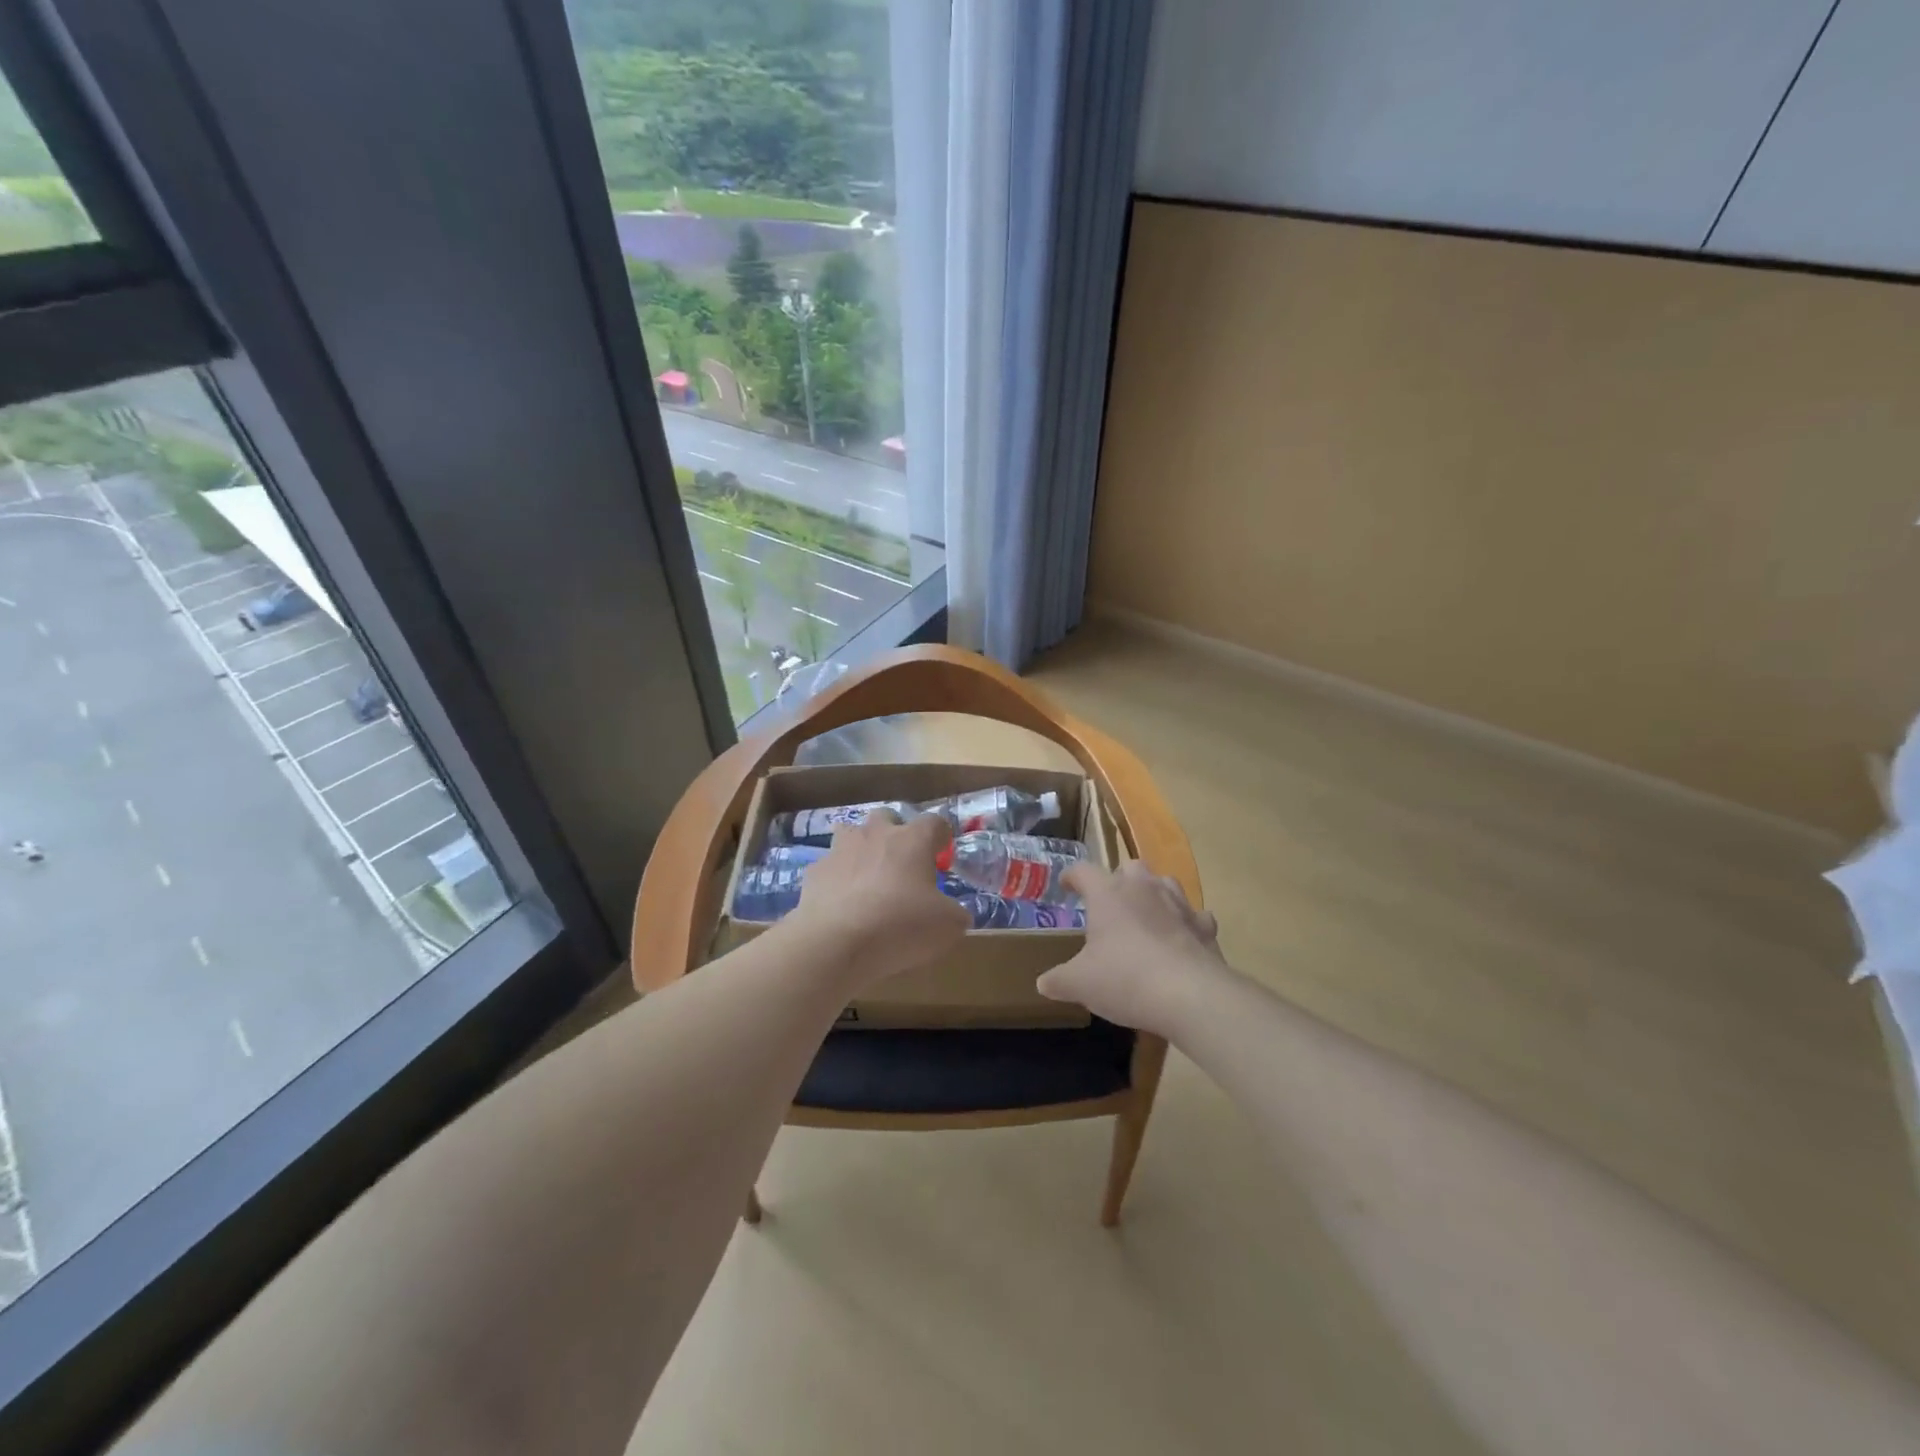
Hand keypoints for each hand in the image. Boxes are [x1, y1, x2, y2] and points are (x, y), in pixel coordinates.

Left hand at [785, 810, 968, 989]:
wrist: (836, 942)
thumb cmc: (901, 926)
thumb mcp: (948, 926)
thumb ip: (954, 913)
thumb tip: (953, 913)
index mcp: (913, 840)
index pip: (934, 822)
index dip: (941, 836)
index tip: (943, 853)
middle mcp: (876, 834)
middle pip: (887, 817)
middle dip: (895, 833)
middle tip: (902, 863)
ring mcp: (840, 850)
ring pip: (851, 834)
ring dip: (861, 848)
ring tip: (867, 876)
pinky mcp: (815, 872)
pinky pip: (829, 867)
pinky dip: (837, 879)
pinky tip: (841, 903)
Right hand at [1036, 860, 1225, 1034]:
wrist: (1190, 995)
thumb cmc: (1125, 979)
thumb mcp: (1080, 984)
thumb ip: (1059, 980)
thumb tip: (1043, 983)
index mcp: (1107, 894)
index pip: (1083, 871)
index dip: (1072, 876)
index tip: (1066, 885)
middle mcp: (1143, 888)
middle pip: (1129, 867)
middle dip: (1118, 880)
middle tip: (1110, 903)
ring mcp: (1178, 903)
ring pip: (1164, 882)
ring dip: (1153, 893)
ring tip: (1145, 914)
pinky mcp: (1204, 926)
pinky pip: (1194, 915)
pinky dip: (1186, 922)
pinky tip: (1181, 937)